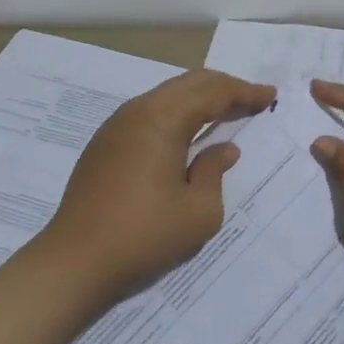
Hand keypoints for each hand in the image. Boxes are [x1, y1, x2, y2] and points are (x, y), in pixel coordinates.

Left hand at [36, 69, 274, 304]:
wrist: (74, 261)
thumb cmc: (143, 235)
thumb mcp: (199, 211)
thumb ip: (215, 172)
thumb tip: (223, 150)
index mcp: (163, 118)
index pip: (213, 92)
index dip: (244, 92)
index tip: (270, 95)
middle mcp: (139, 110)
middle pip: (189, 83)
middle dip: (224, 87)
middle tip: (251, 99)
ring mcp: (117, 124)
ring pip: (167, 94)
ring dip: (198, 98)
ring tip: (224, 111)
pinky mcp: (104, 142)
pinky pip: (149, 111)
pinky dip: (176, 111)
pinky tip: (186, 131)